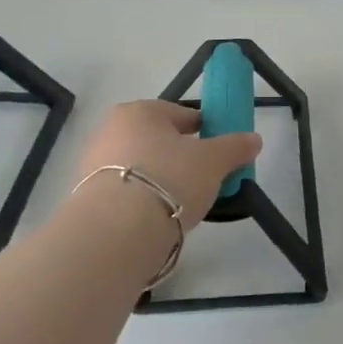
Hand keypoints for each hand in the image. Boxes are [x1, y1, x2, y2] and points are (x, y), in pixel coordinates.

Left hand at [73, 100, 262, 224]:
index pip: (183, 114)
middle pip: (160, 141)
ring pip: (143, 167)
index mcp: (140, 111)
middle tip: (205, 179)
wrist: (117, 232)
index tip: (221, 151)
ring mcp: (94, 164)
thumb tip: (254, 139)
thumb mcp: (214, 161)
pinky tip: (160, 217)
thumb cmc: (170, 180)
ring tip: (185, 203)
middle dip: (182, 157)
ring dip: (163, 179)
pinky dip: (145, 199)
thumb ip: (235, 147)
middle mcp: (111, 130)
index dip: (206, 131)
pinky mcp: (88, 197)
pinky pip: (128, 192)